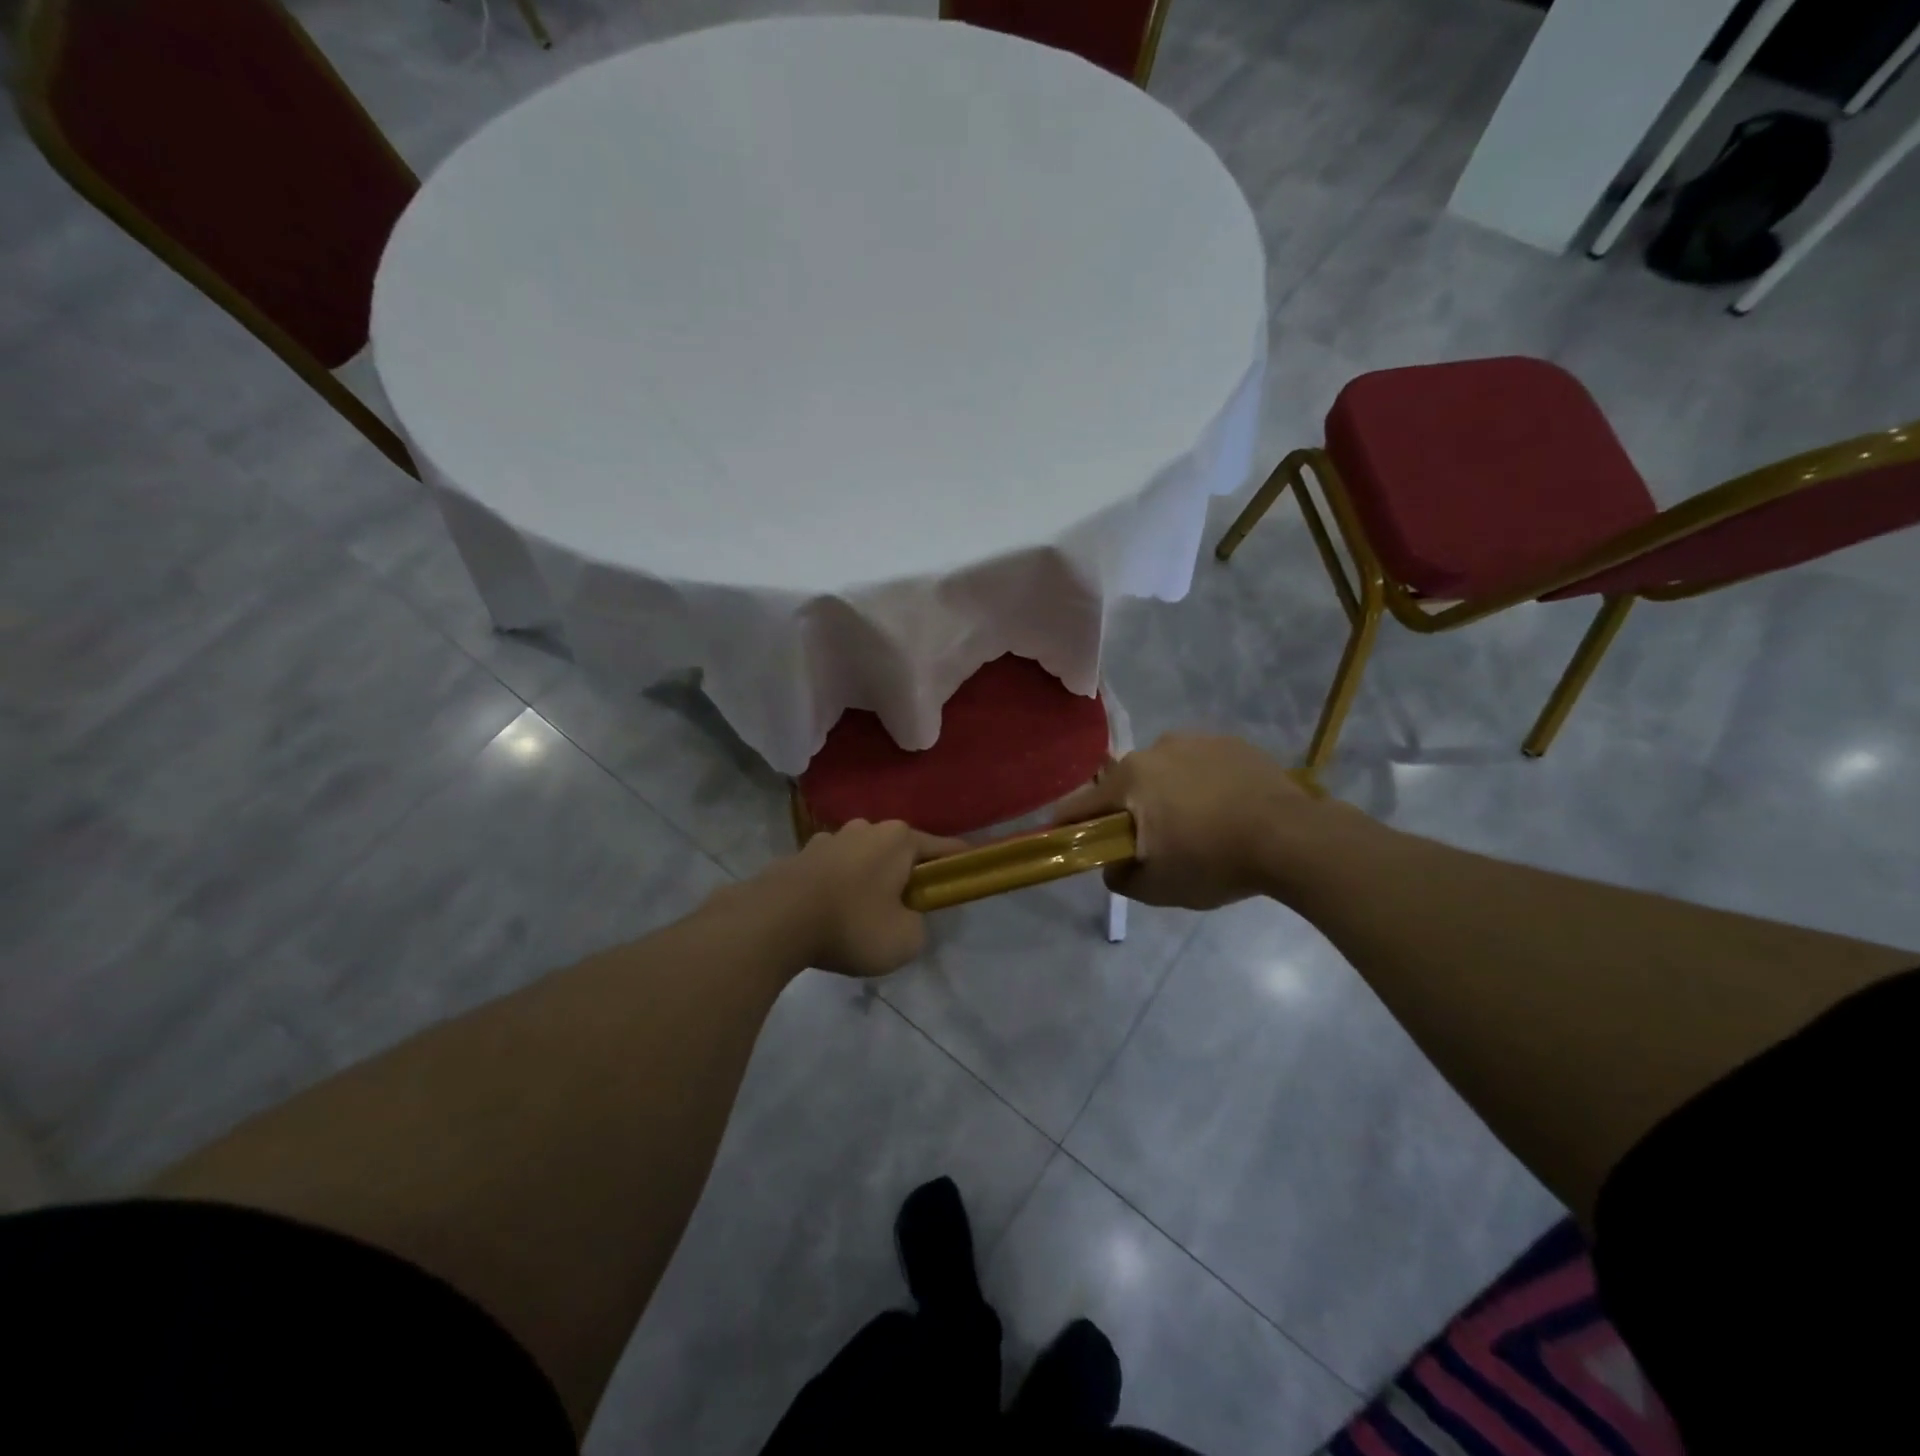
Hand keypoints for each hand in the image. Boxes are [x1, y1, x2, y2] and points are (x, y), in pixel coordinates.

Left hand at [753, 820, 967, 977]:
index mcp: (899, 839)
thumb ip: (918, 925)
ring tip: (863, 915)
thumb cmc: (852, 924)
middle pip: (900, 851)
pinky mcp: (801, 854)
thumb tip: (904, 916)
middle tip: (908, 908)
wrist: (775, 921)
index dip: (958, 863)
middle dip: (907, 875)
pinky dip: (839, 886)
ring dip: (869, 879)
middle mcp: (867, 828)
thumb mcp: (905, 940)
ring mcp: (830, 838)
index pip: (943, 848)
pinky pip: (833, 870)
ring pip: (864, 858)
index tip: (968, 873)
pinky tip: (830, 913)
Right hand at [1053, 733, 1339, 909]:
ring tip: (1195, 826)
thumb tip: (1113, 865)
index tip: (1061, 838)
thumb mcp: (1158, 888)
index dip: (1067, 824)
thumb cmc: (1214, 861)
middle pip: (1126, 785)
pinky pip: (1201, 766)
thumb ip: (1120, 878)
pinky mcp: (1232, 743)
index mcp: (1130, 779)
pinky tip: (1224, 810)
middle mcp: (1156, 749)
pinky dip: (1201, 785)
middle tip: (1148, 842)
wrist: (1293, 838)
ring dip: (1167, 794)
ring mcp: (1197, 740)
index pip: (1081, 804)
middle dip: (1128, 811)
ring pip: (1165, 772)